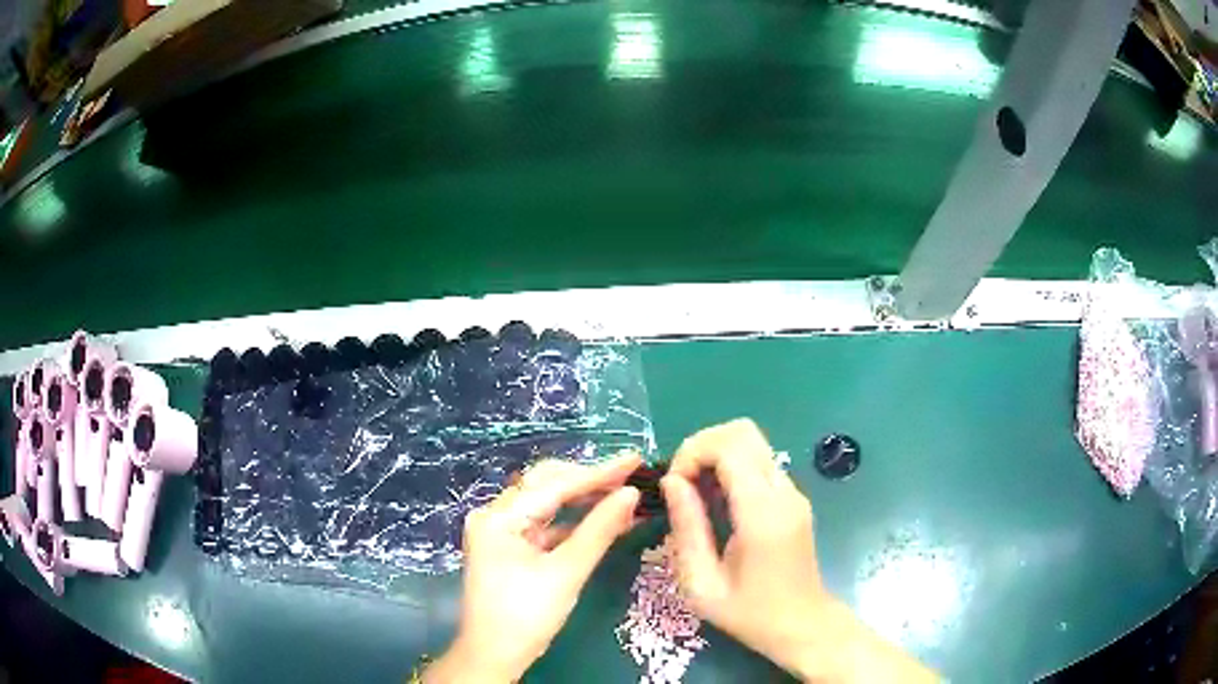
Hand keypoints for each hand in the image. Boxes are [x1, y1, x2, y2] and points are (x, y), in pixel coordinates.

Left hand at [425, 453, 641, 682]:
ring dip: (584, 501)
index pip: (554, 485)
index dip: (598, 472)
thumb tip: (631, 494)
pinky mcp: (510, 548)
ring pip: (547, 505)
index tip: (634, 459)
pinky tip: (604, 521)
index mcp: (499, 517)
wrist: (494, 655)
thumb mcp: (566, 573)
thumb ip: (599, 530)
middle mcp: (495, 516)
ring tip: (623, 494)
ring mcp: (500, 532)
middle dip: (589, 481)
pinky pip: (545, 526)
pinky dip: (573, 524)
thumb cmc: (526, 616)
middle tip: (630, 475)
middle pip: (546, 486)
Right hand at [661, 419, 831, 674]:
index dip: (693, 452)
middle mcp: (783, 492)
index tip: (674, 485)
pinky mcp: (794, 499)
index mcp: (762, 514)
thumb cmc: (750, 614)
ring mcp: (793, 493)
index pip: (730, 446)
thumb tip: (672, 481)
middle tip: (683, 484)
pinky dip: (732, 468)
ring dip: (717, 456)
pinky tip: (718, 504)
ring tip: (696, 496)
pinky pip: (760, 463)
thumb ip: (687, 529)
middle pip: (743, 431)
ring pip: (752, 443)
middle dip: (703, 446)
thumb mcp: (702, 585)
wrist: (803, 626)